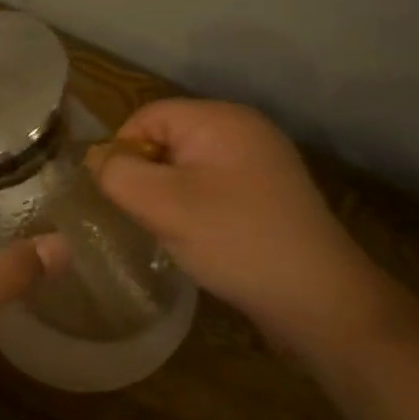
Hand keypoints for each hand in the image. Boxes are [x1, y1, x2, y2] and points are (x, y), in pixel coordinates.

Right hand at [92, 99, 382, 347]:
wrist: (322, 302)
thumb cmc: (235, 240)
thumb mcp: (162, 205)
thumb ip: (116, 173)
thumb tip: (97, 159)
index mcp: (220, 118)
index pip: (146, 117)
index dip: (125, 154)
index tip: (126, 198)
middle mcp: (243, 128)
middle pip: (166, 139)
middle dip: (149, 177)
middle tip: (152, 217)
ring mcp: (262, 161)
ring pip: (187, 166)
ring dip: (172, 196)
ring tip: (178, 232)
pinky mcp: (270, 192)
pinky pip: (213, 185)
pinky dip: (198, 207)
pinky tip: (206, 238)